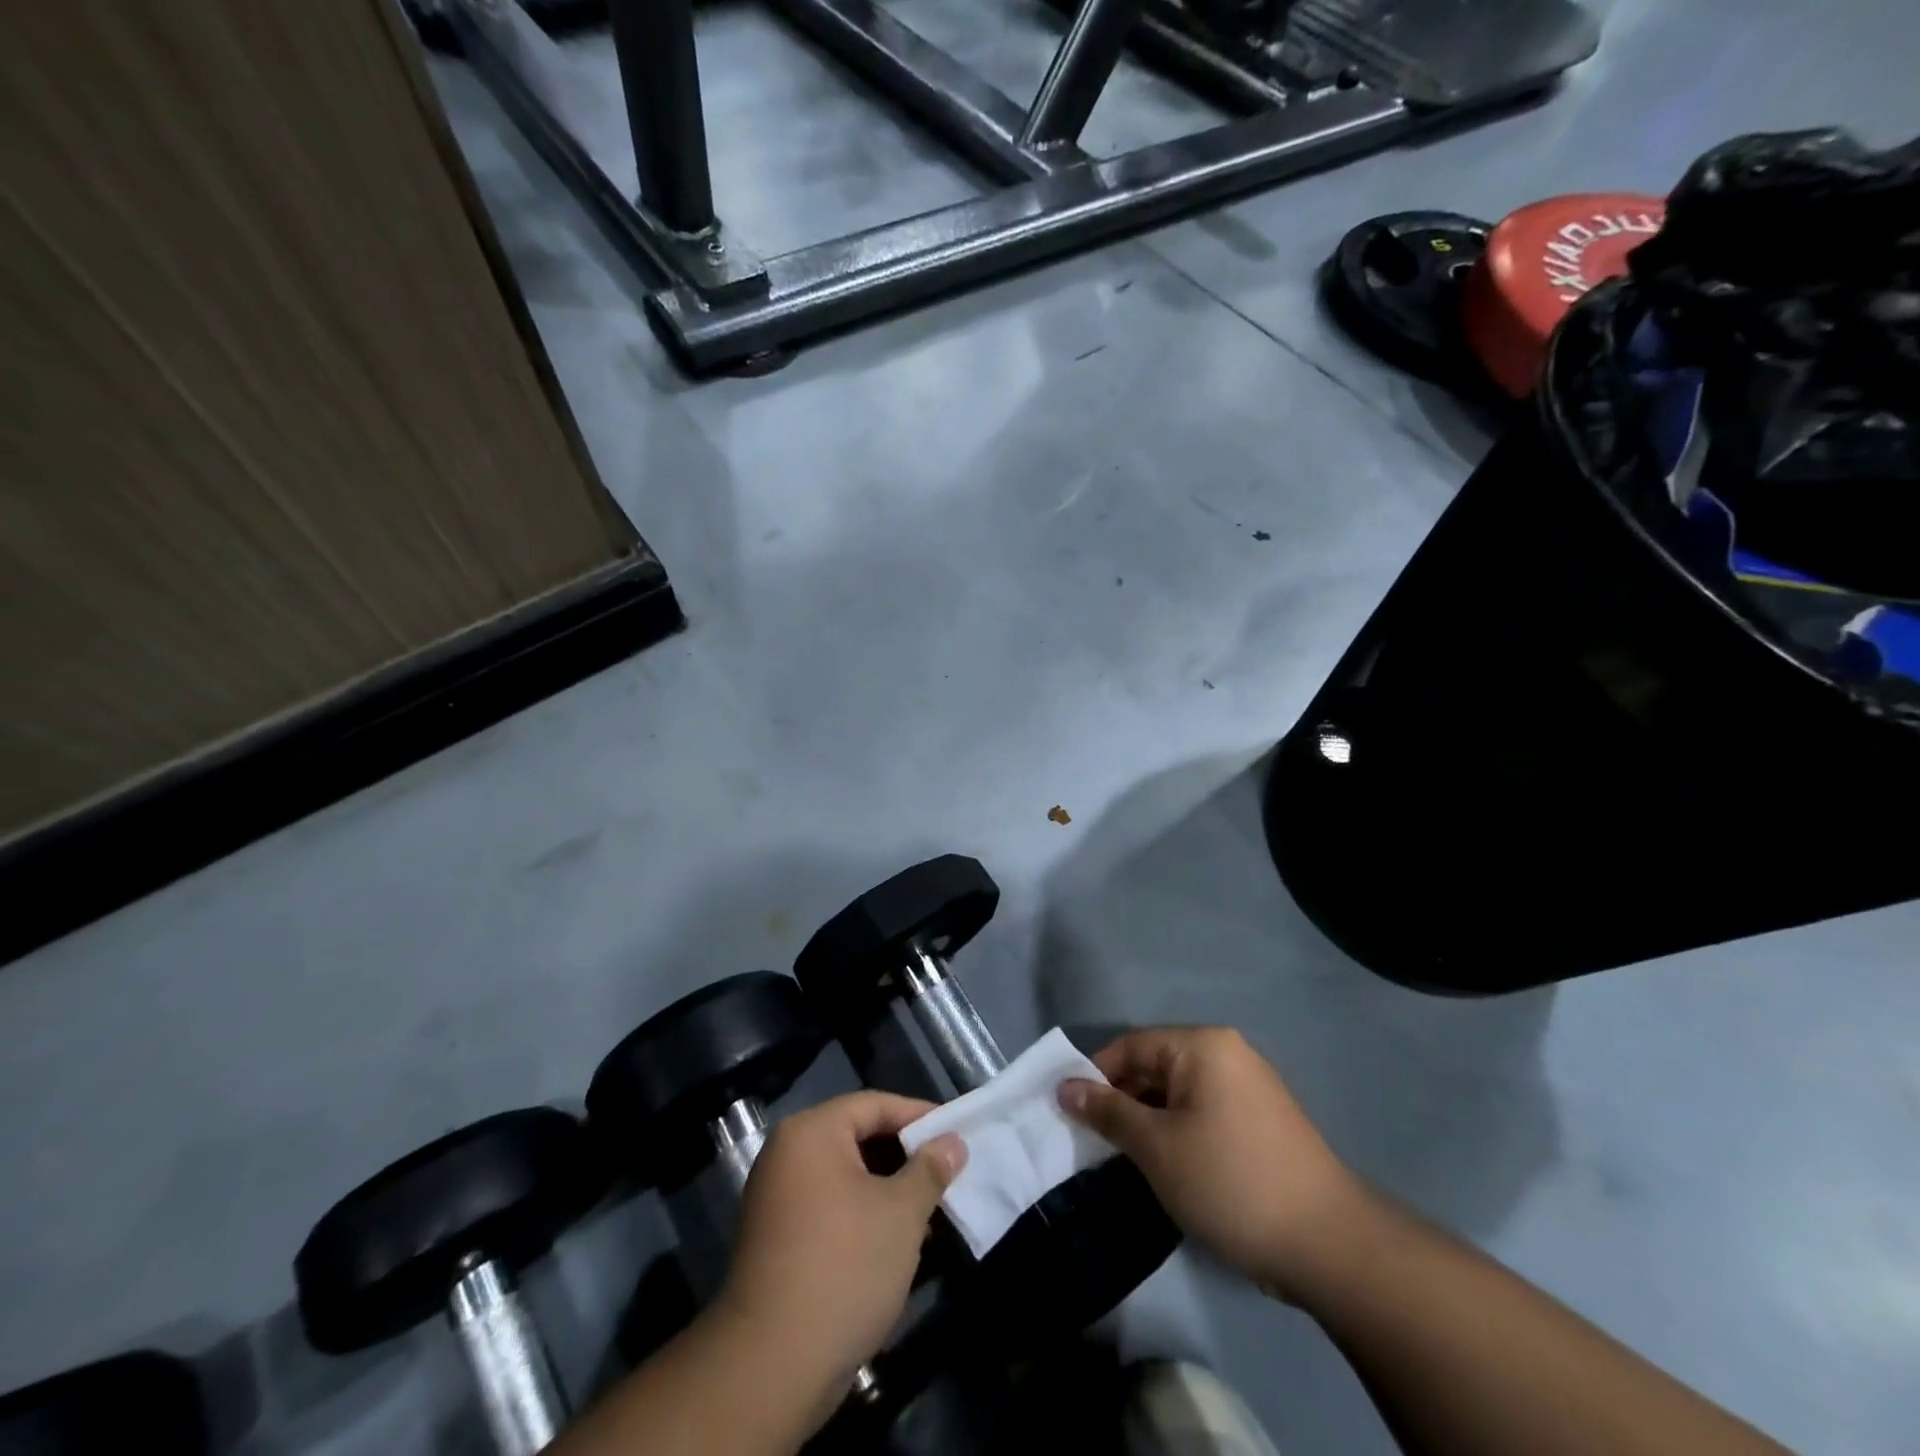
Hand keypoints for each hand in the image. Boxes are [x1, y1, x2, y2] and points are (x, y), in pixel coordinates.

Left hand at [712, 1091, 966, 1423]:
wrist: (771, 1366)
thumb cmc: (844, 1267)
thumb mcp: (901, 1213)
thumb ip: (930, 1170)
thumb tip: (952, 1143)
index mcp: (811, 1132)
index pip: (874, 1104)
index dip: (918, 1116)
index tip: (956, 1133)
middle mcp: (788, 1153)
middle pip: (858, 1136)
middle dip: (905, 1156)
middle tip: (946, 1173)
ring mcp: (777, 1197)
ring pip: (847, 1175)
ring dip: (888, 1189)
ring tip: (930, 1211)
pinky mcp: (778, 1237)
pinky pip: (830, 1206)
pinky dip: (864, 1213)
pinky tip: (897, 1241)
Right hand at [1058, 1027, 1365, 1303]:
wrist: (1328, 1245)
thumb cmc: (1229, 1181)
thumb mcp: (1156, 1147)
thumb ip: (1108, 1111)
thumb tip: (1064, 1086)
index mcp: (1202, 1045)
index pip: (1131, 1046)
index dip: (1095, 1076)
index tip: (1070, 1112)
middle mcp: (1228, 1054)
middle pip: (1156, 1066)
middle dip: (1121, 1101)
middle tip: (1093, 1141)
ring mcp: (1250, 1087)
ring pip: (1179, 1093)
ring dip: (1148, 1120)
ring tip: (1124, 1159)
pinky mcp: (1262, 1122)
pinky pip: (1204, 1112)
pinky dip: (1178, 1131)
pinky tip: (1167, 1167)